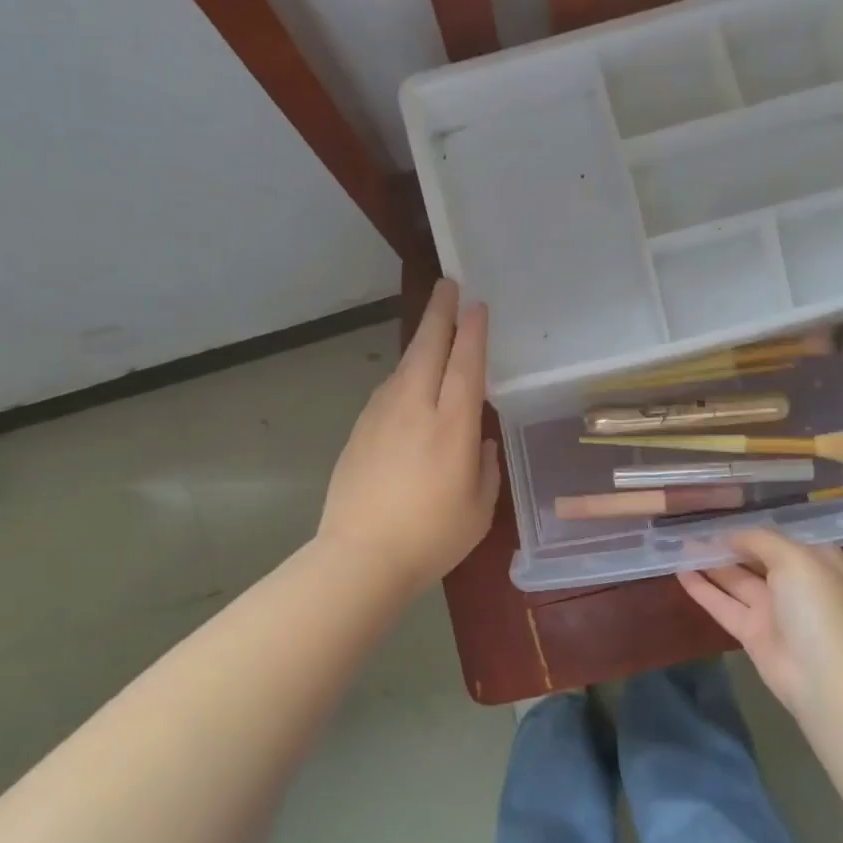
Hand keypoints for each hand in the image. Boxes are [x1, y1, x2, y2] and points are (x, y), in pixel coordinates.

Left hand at [318, 280, 500, 597]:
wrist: (359, 557)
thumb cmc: (431, 537)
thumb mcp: (478, 508)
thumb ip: (483, 466)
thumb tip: (478, 439)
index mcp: (451, 425)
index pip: (466, 364)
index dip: (473, 331)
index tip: (477, 304)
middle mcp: (414, 408)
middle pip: (428, 348)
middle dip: (440, 313)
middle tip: (448, 285)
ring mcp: (381, 416)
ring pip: (404, 365)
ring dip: (421, 341)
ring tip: (433, 329)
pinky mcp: (359, 430)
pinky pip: (387, 389)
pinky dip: (403, 374)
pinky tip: (408, 381)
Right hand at [678, 529, 842, 716]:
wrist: (822, 675)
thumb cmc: (816, 605)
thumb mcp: (793, 558)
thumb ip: (760, 540)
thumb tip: (731, 535)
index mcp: (815, 561)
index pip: (781, 536)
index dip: (753, 525)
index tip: (722, 511)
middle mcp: (794, 582)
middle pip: (754, 557)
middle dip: (727, 544)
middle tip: (693, 527)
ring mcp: (772, 609)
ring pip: (735, 580)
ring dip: (709, 563)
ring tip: (680, 545)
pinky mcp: (751, 632)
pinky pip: (722, 604)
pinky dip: (702, 589)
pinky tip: (679, 572)